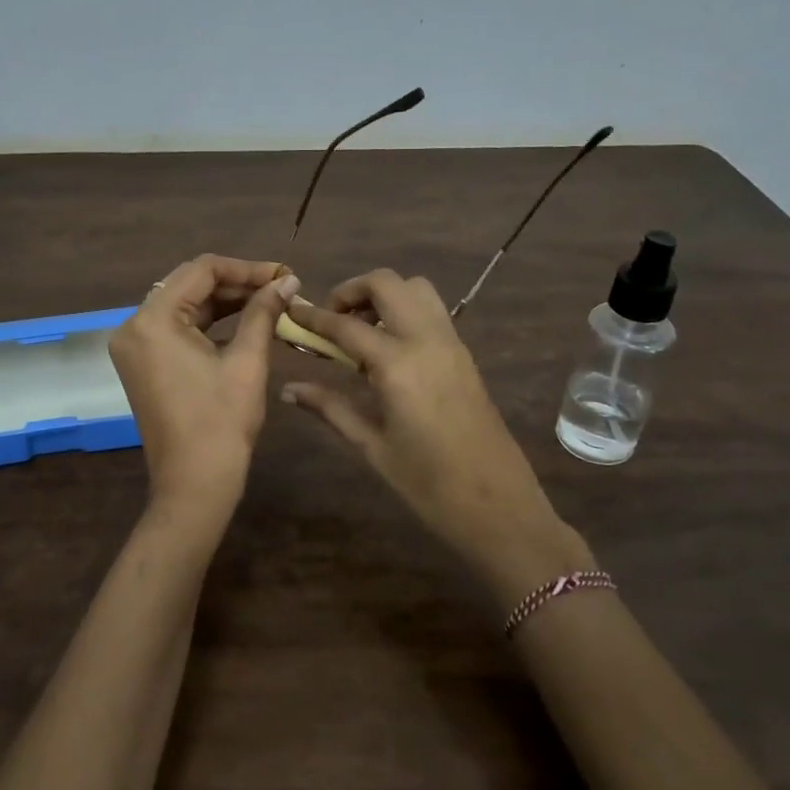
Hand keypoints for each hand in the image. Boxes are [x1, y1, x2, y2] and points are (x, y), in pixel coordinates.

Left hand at [109, 255, 299, 510]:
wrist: (194, 485)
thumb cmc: (221, 424)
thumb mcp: (246, 362)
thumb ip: (263, 312)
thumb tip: (288, 280)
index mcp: (152, 320)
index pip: (201, 270)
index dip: (247, 268)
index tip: (284, 275)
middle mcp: (133, 326)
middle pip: (190, 285)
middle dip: (238, 284)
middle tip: (281, 288)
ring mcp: (135, 346)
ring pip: (185, 306)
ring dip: (226, 302)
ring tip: (270, 303)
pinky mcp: (143, 363)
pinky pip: (177, 329)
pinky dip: (210, 324)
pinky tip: (245, 322)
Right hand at [281, 270, 592, 596]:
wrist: (499, 506)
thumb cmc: (428, 485)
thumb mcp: (372, 446)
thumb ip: (330, 408)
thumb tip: (290, 389)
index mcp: (398, 366)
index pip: (346, 326)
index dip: (314, 317)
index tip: (292, 312)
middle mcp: (427, 341)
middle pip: (386, 283)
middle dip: (351, 290)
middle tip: (331, 320)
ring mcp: (452, 343)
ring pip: (415, 288)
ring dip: (383, 295)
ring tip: (361, 329)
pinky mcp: (465, 354)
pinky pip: (431, 311)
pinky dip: (404, 310)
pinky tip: (387, 347)